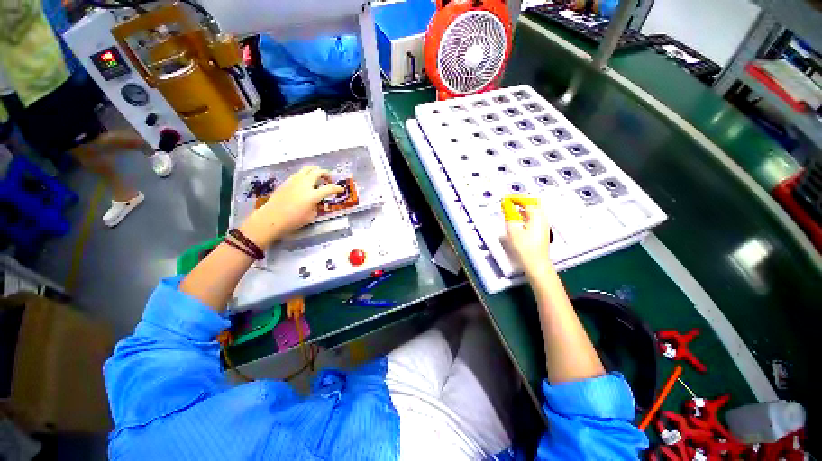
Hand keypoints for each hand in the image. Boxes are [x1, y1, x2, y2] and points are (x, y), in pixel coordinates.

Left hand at [240, 166, 343, 246]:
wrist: (272, 219)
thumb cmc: (293, 221)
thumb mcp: (311, 215)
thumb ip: (317, 205)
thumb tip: (317, 200)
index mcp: (313, 195)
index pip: (329, 188)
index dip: (337, 188)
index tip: (341, 190)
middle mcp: (304, 184)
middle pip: (318, 172)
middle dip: (326, 174)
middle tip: (329, 180)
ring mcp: (294, 181)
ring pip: (307, 169)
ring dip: (315, 171)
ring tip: (317, 178)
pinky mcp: (286, 182)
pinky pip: (299, 174)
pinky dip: (305, 175)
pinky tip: (305, 183)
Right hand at [505, 200, 552, 277]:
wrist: (536, 264)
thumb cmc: (524, 248)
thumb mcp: (513, 231)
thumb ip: (510, 216)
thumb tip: (507, 206)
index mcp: (537, 216)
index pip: (526, 201)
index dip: (515, 199)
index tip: (505, 199)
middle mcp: (542, 218)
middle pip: (533, 204)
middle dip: (521, 202)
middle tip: (510, 203)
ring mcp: (543, 225)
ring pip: (534, 211)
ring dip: (522, 208)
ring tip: (511, 210)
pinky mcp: (541, 231)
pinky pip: (534, 218)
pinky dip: (525, 215)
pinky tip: (517, 220)